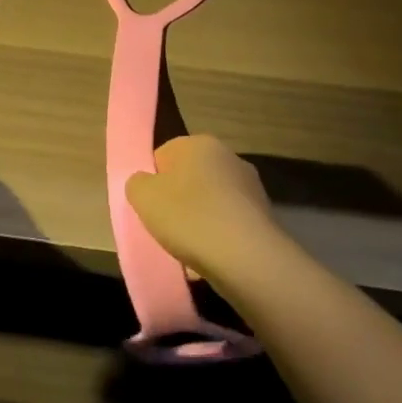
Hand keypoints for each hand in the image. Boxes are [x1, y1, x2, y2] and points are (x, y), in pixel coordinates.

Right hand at [127, 135, 286, 291]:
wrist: (247, 259)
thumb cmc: (189, 217)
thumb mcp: (143, 197)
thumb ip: (137, 184)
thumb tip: (145, 183)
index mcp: (199, 143)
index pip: (163, 156)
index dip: (152, 182)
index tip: (149, 207)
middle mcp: (229, 157)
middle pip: (189, 178)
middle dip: (177, 201)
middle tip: (166, 227)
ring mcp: (250, 187)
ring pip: (210, 203)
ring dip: (199, 220)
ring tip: (188, 249)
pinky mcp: (264, 217)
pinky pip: (229, 224)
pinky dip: (219, 238)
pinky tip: (211, 258)